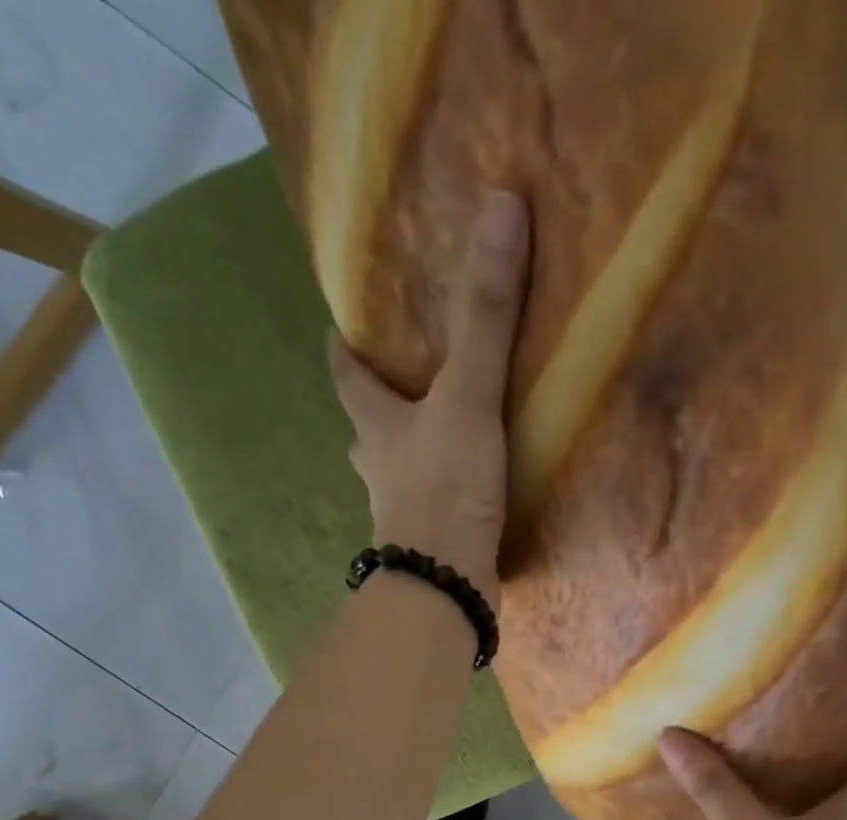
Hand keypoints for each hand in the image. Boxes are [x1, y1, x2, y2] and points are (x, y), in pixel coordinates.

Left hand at [328, 191, 530, 609]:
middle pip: (368, 421)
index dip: (345, 346)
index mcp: (374, 422)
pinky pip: (431, 503)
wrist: (446, 583)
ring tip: (443, 428)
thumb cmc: (444, 487)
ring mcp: (399, 509)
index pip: (346, 372)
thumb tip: (502, 209)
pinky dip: (443, 490)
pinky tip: (469, 488)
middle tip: (408, 374)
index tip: (348, 323)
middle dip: (380, 398)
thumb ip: (484, 315)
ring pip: (397, 467)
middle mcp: (378, 465)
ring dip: (412, 448)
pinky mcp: (429, 542)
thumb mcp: (466, 396)